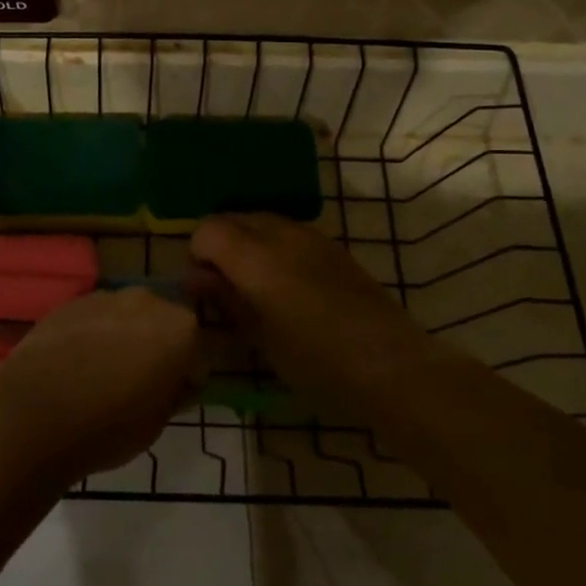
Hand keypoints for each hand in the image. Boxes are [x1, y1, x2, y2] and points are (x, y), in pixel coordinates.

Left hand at [0, 288, 205, 478]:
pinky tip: (77, 363)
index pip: (200, 351)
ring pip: (129, 316)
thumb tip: (174, 380)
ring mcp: (106, 296)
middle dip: (159, 346)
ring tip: (104, 372)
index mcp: (179, 329)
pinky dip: (95, 333)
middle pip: (164, 322)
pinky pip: (97, 317)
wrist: (32, 414)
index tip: (174, 396)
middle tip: (141, 382)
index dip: (190, 375)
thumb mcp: (156, 423)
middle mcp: (147, 301)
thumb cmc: (106, 427)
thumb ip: (174, 392)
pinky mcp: (71, 301)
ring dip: (126, 336)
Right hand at [189, 214, 424, 397]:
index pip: (208, 230)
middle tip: (225, 287)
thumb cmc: (315, 362)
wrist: (391, 367)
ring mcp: (311, 236)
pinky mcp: (334, 247)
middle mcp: (281, 234)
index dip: (198, 255)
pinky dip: (274, 247)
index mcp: (256, 257)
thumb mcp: (259, 337)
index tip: (205, 289)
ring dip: (247, 243)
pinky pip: (289, 232)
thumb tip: (194, 277)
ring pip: (262, 221)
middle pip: (234, 218)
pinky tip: (288, 286)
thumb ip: (224, 298)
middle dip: (219, 245)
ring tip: (256, 287)